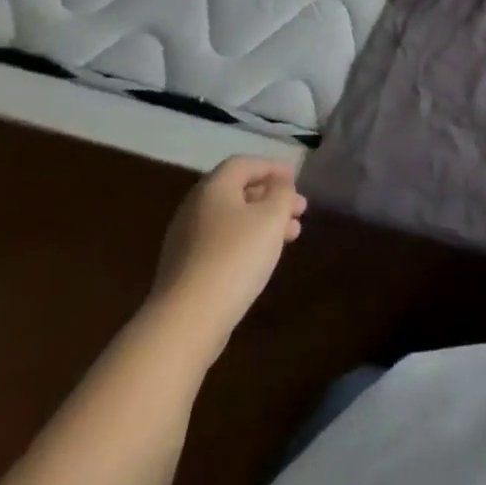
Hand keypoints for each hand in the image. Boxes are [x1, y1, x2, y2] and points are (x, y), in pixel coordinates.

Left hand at [151, 157, 306, 344]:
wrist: (187, 321)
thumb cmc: (235, 257)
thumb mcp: (272, 217)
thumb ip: (282, 193)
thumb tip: (280, 185)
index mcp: (213, 188)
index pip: (245, 163)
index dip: (272, 167)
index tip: (295, 179)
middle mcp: (195, 208)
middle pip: (238, 192)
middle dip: (272, 197)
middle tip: (300, 210)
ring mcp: (186, 240)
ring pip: (233, 219)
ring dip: (263, 221)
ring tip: (291, 236)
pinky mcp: (185, 269)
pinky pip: (222, 242)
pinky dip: (247, 241)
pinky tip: (263, 257)